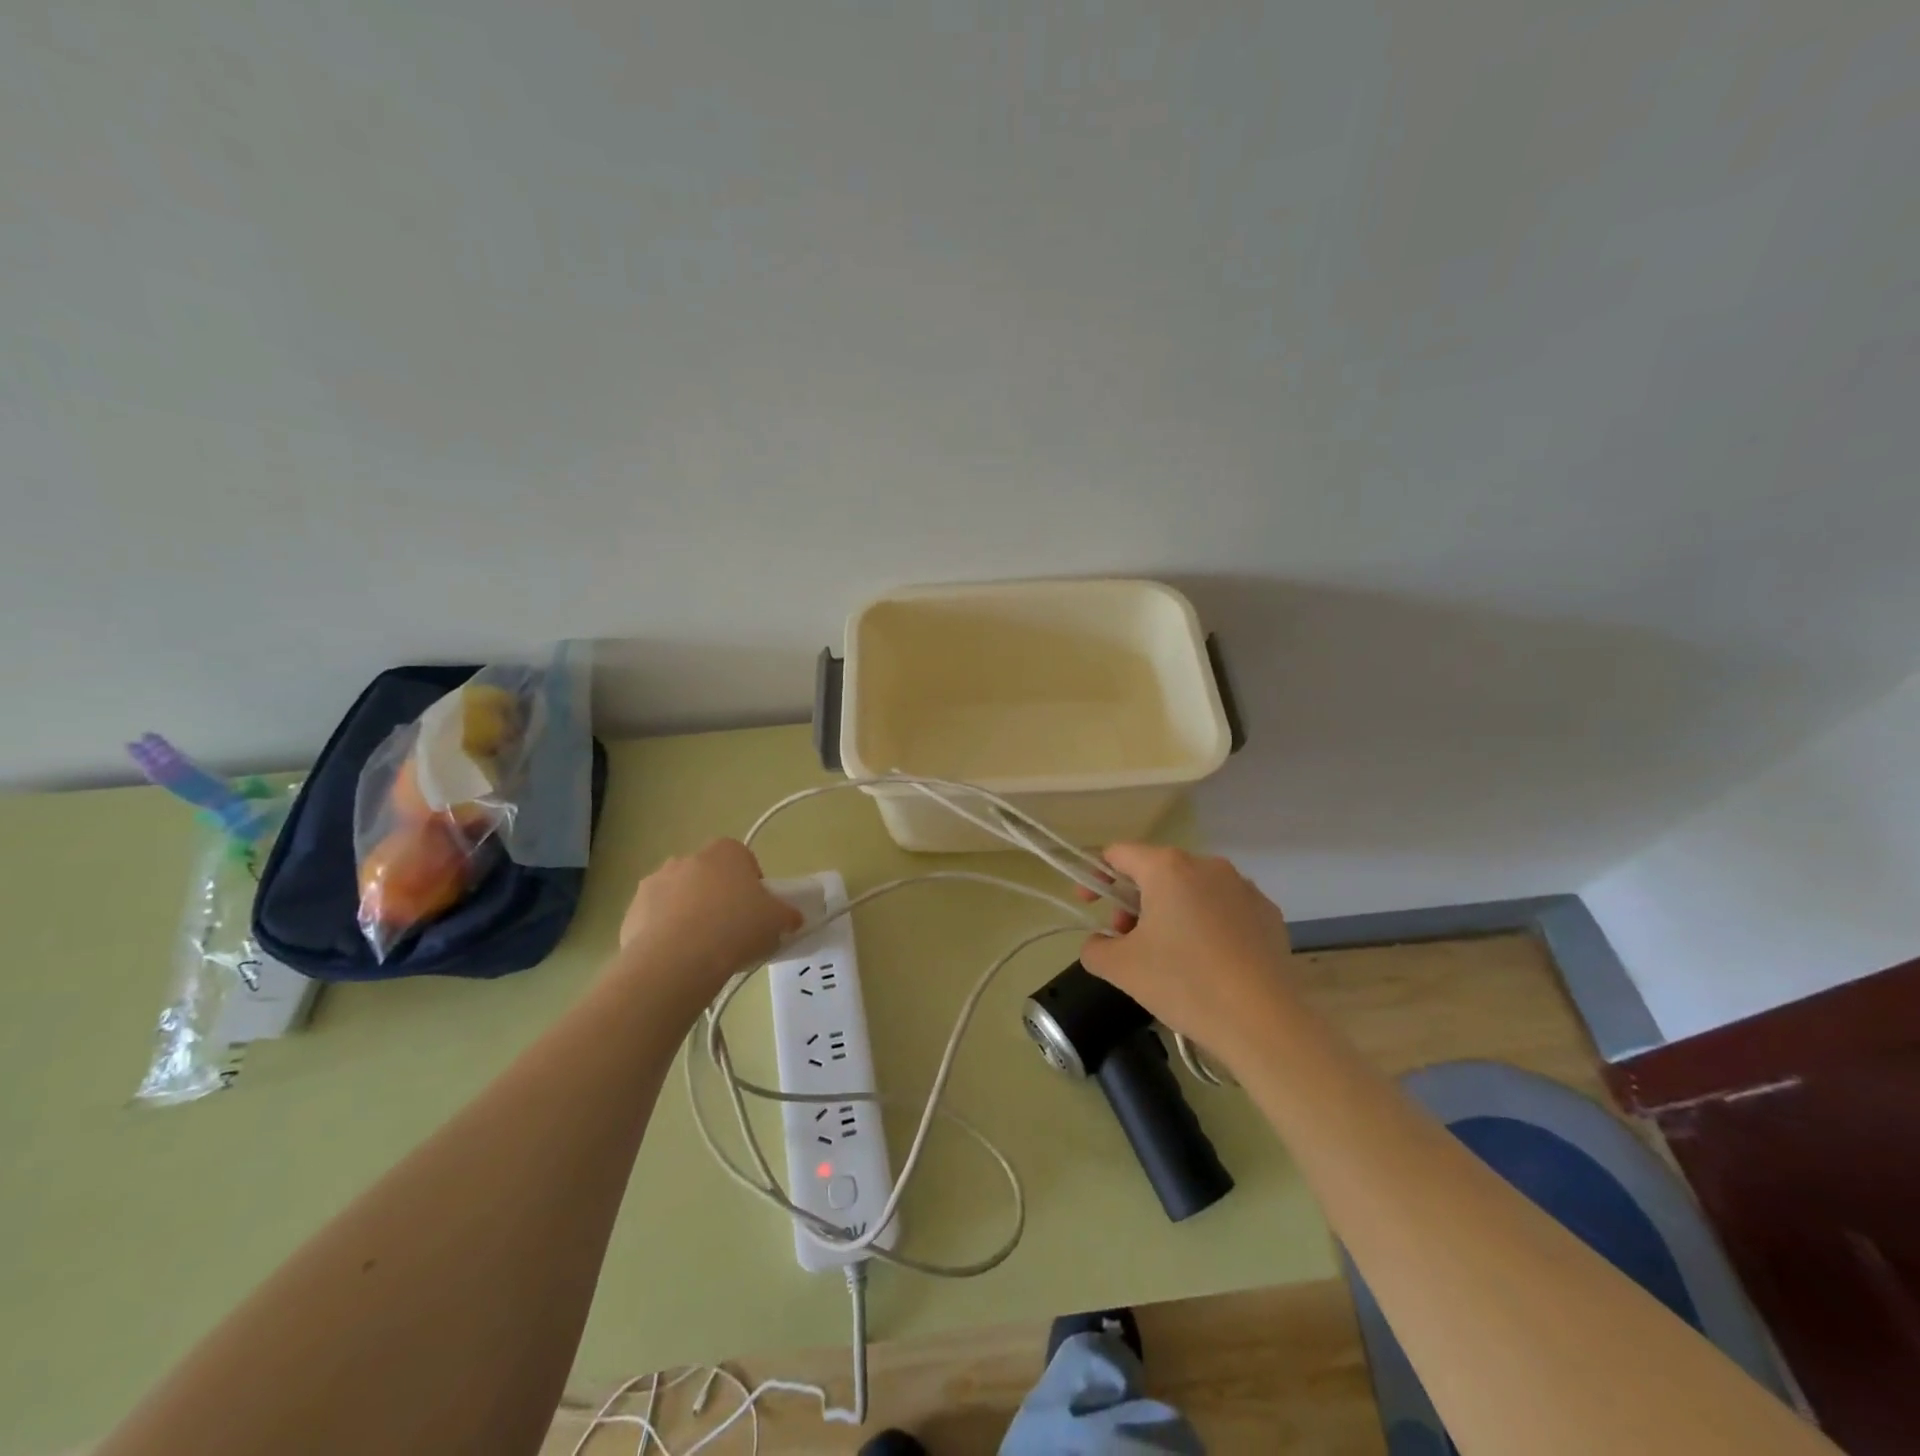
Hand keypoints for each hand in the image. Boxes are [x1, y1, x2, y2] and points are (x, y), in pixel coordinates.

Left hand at [616, 839, 801, 1001]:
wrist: (677, 959)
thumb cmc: (735, 928)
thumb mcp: (777, 921)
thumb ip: (787, 915)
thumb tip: (792, 918)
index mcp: (725, 851)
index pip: (744, 860)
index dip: (752, 886)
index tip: (756, 912)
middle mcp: (687, 858)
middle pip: (709, 877)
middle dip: (718, 899)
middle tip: (732, 931)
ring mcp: (654, 883)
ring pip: (680, 897)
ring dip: (689, 915)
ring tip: (703, 950)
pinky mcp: (631, 911)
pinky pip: (656, 920)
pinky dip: (666, 935)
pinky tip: (679, 960)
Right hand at [1079, 844, 1296, 1066]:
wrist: (1263, 1022)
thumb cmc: (1185, 984)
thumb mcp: (1121, 969)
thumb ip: (1095, 948)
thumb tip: (1100, 943)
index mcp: (1167, 868)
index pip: (1119, 854)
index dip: (1096, 876)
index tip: (1089, 905)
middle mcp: (1207, 866)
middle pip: (1156, 871)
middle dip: (1133, 901)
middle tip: (1126, 940)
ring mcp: (1243, 887)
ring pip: (1192, 889)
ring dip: (1170, 912)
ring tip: (1167, 955)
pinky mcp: (1268, 913)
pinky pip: (1224, 908)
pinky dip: (1206, 925)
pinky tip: (1208, 962)